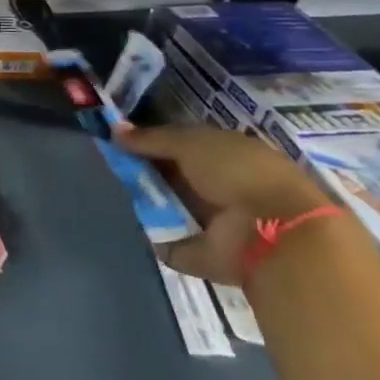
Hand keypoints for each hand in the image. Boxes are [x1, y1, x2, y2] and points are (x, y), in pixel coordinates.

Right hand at [114, 121, 331, 286]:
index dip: (151, 140)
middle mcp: (218, 184)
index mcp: (225, 153)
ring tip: (110, 188)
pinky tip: (124, 217)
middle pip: (170, 174)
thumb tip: (113, 129)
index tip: (118, 139)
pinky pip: (164, 236)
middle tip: (108, 163)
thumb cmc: (237, 173)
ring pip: (165, 203)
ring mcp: (209, 219)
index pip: (180, 143)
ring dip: (143, 198)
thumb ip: (151, 138)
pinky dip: (148, 230)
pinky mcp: (199, 249)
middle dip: (142, 169)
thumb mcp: (190, 143)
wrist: (271, 232)